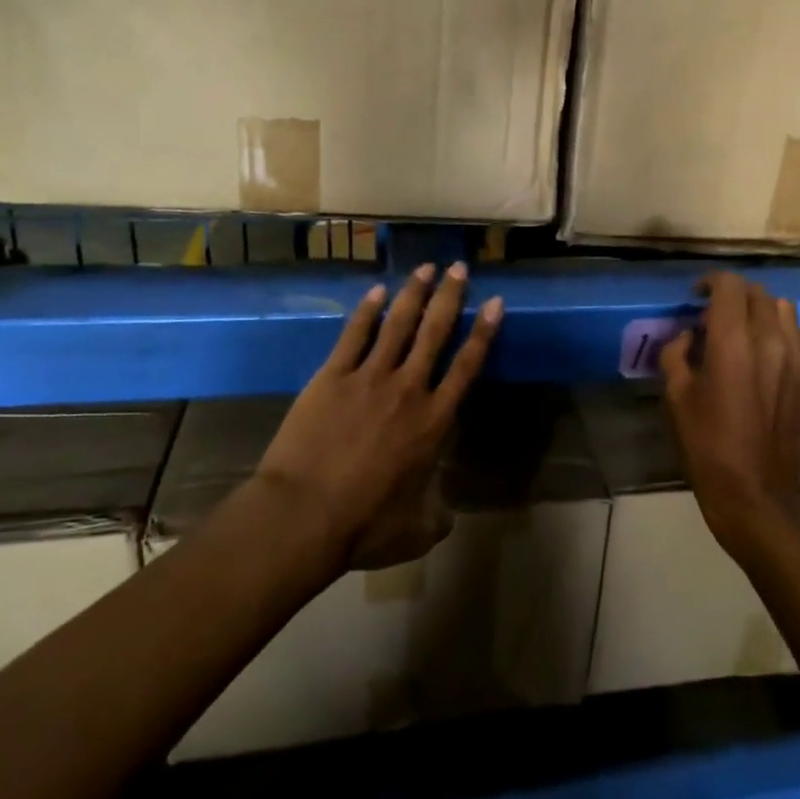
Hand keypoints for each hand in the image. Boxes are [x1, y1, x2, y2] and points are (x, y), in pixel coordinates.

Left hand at [248, 262, 502, 573]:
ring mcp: (369, 377)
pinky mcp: (332, 376)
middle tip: (460, 267)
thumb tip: (446, 516)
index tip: (496, 302)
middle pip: (435, 332)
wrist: (304, 516)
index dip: (484, 332)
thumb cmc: (364, 525)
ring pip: (398, 324)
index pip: (467, 366)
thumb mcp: (415, 531)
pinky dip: (367, 311)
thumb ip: (437, 517)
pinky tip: (376, 291)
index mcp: (433, 422)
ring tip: (426, 267)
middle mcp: (408, 389)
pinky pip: (354, 335)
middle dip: (451, 297)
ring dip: (414, 293)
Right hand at [659, 273, 799, 552]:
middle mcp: (770, 338)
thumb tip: (688, 335)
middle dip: (732, 296)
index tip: (695, 297)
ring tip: (742, 331)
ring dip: (759, 310)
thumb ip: (677, 353)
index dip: (710, 282)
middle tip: (712, 317)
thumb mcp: (676, 397)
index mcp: (732, 341)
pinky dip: (783, 331)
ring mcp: (796, 356)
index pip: (729, 285)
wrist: (757, 491)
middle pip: (756, 292)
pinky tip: (768, 352)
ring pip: (783, 308)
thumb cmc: (708, 445)